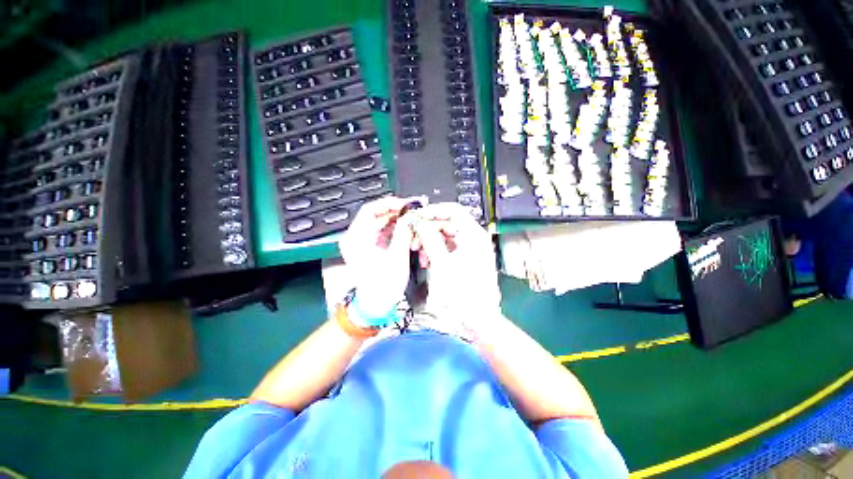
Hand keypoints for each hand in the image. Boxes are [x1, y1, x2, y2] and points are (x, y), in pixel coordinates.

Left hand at [339, 197, 414, 320]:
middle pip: (377, 216)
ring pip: (381, 224)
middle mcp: (356, 238)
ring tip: (413, 223)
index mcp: (357, 238)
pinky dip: (395, 231)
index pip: (370, 209)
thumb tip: (410, 217)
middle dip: (397, 213)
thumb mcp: (397, 257)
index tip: (406, 205)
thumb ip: (403, 233)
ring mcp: (362, 243)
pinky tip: (407, 232)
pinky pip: (383, 233)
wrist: (375, 305)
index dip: (389, 204)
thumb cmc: (383, 285)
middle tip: (413, 213)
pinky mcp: (369, 249)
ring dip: (398, 222)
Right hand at [412, 203, 500, 328]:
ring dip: (430, 239)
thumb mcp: (442, 264)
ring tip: (418, 249)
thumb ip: (430, 239)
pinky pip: (448, 247)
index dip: (433, 211)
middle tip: (414, 235)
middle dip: (428, 227)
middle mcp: (474, 239)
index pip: (452, 210)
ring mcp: (470, 249)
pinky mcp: (465, 259)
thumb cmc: (464, 295)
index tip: (418, 216)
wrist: (478, 319)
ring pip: (446, 235)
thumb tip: (420, 223)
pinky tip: (427, 259)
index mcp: (473, 235)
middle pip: (448, 222)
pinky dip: (436, 250)